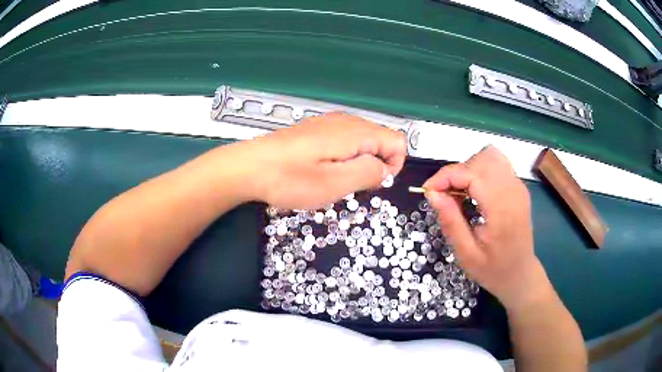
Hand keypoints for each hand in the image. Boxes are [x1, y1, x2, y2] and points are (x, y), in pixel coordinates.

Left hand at [243, 113, 406, 209]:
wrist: (249, 167)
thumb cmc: (290, 178)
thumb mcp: (335, 183)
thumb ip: (369, 173)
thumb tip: (385, 168)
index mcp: (355, 132)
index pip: (397, 141)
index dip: (393, 166)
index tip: (372, 184)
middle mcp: (345, 121)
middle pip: (381, 140)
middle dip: (375, 165)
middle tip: (350, 185)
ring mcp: (329, 123)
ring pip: (362, 142)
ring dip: (358, 163)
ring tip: (334, 179)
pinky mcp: (315, 130)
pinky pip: (343, 142)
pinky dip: (343, 157)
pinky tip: (320, 169)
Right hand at [423, 145, 547, 309]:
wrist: (520, 275)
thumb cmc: (493, 269)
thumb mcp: (466, 254)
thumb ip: (451, 221)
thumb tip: (432, 193)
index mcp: (501, 209)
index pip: (472, 173)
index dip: (446, 176)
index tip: (428, 191)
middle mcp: (513, 191)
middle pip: (481, 159)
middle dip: (457, 172)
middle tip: (444, 196)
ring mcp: (519, 186)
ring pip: (490, 156)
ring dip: (469, 168)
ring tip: (459, 192)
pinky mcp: (519, 187)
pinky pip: (497, 165)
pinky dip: (480, 170)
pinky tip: (474, 191)